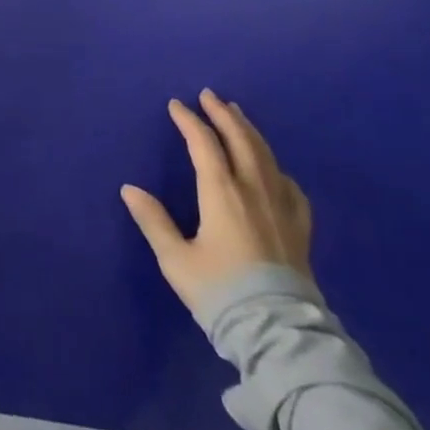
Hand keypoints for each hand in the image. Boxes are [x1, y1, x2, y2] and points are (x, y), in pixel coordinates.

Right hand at [120, 90, 311, 316]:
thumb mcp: (176, 260)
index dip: (189, 121)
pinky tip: (272, 169)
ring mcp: (281, 206)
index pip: (203, 143)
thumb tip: (129, 189)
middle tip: (209, 95)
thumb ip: (153, 221)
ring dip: (248, 130)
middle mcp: (253, 189)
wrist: (279, 333)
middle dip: (222, 114)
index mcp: (221, 192)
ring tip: (238, 115)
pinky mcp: (300, 227)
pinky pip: (289, 184)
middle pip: (239, 139)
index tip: (176, 105)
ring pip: (265, 155)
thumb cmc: (221, 292)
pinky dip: (275, 166)